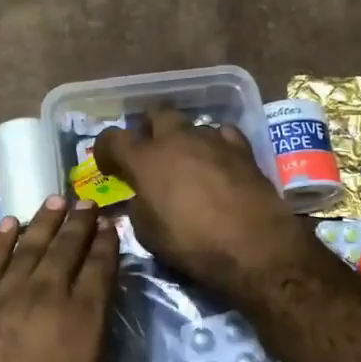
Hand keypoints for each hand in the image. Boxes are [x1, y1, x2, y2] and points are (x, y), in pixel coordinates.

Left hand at [0, 197, 166, 361]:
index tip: (111, 224)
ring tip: (55, 199)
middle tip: (87, 201)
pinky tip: (7, 225)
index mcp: (82, 318)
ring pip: (32, 245)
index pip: (99, 269)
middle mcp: (48, 294)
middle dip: (79, 223)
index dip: (107, 244)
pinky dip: (1, 240)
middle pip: (67, 248)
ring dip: (45, 221)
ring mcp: (8, 293)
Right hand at [94, 106, 314, 300]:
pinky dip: (215, 145)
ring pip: (191, 126)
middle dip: (149, 128)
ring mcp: (212, 140)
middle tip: (149, 151)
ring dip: (184, 140)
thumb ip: (139, 205)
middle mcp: (176, 139)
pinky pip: (222, 135)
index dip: (105, 149)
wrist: (255, 247)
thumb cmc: (192, 244)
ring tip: (187, 164)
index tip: (108, 165)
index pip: (113, 138)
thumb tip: (141, 196)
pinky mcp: (242, 149)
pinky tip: (218, 163)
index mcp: (145, 159)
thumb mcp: (148, 233)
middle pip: (156, 114)